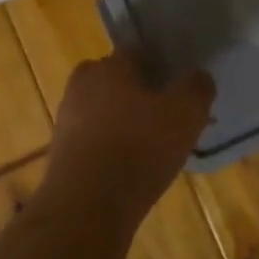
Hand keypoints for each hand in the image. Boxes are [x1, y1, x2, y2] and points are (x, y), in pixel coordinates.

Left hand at [46, 51, 214, 224]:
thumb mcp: (186, 114)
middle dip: (137, 93)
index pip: (137, 52)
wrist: (86, 205)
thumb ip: (196, 87)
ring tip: (148, 146)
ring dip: (121, 121)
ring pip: (102, 109)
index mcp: (111, 65)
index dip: (159, 67)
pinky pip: (92, 139)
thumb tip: (198, 76)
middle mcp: (83, 83)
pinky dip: (108, 147)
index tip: (176, 87)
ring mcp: (66, 118)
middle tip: (163, 116)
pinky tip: (127, 168)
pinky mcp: (60, 151)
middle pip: (115, 80)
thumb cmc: (139, 149)